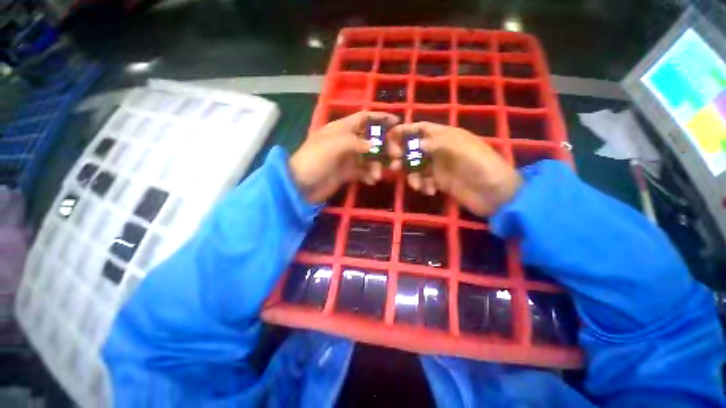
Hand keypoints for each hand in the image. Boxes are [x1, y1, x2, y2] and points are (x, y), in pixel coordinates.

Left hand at [289, 111, 399, 202]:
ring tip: (377, 175)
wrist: (300, 186)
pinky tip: (371, 181)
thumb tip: (375, 145)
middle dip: (384, 146)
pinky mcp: (347, 173)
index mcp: (341, 129)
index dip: (379, 118)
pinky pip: (363, 172)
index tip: (397, 122)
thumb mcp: (333, 146)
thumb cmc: (314, 160)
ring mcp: (347, 158)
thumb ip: (355, 142)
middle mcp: (346, 141)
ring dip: (376, 165)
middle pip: (371, 139)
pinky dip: (369, 175)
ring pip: (369, 158)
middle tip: (396, 155)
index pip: (363, 118)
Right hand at [389, 122, 521, 216]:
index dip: (406, 131)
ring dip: (412, 175)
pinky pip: (425, 181)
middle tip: (393, 166)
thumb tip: (416, 144)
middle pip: (415, 148)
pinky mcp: (441, 182)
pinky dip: (423, 185)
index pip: (422, 129)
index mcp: (447, 136)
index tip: (389, 138)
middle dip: (403, 156)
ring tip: (415, 184)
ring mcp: (440, 167)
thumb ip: (438, 144)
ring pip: (417, 167)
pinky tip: (430, 191)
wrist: (497, 195)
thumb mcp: (463, 149)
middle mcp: (441, 150)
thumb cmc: (482, 167)